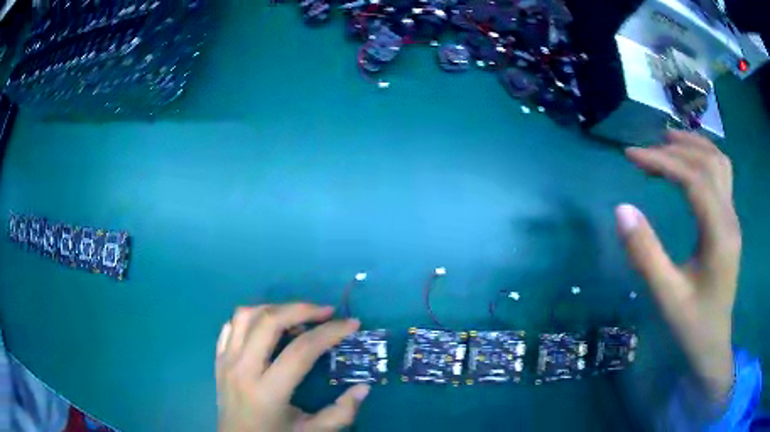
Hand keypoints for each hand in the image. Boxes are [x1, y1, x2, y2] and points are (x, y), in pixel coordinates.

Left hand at [216, 304, 369, 431]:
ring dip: (274, 308)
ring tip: (297, 316)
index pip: (301, 351)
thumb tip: (364, 387)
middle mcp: (242, 370)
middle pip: (269, 322)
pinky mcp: (218, 360)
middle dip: (301, 309)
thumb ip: (341, 413)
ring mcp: (226, 362)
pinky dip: (251, 318)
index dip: (329, 333)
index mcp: (268, 392)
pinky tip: (268, 326)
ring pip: (245, 316)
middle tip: (326, 311)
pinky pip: (230, 326)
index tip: (351, 324)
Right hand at [616, 130, 740, 402]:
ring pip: (719, 163)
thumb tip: (622, 209)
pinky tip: (689, 164)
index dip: (663, 162)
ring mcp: (733, 219)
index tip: (631, 157)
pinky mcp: (730, 223)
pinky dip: (703, 159)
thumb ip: (645, 253)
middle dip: (675, 149)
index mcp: (719, 235)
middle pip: (708, 162)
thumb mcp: (666, 296)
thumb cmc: (692, 325)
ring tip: (666, 142)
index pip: (694, 179)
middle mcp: (730, 218)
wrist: (713, 345)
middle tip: (644, 153)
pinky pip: (721, 176)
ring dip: (694, 146)